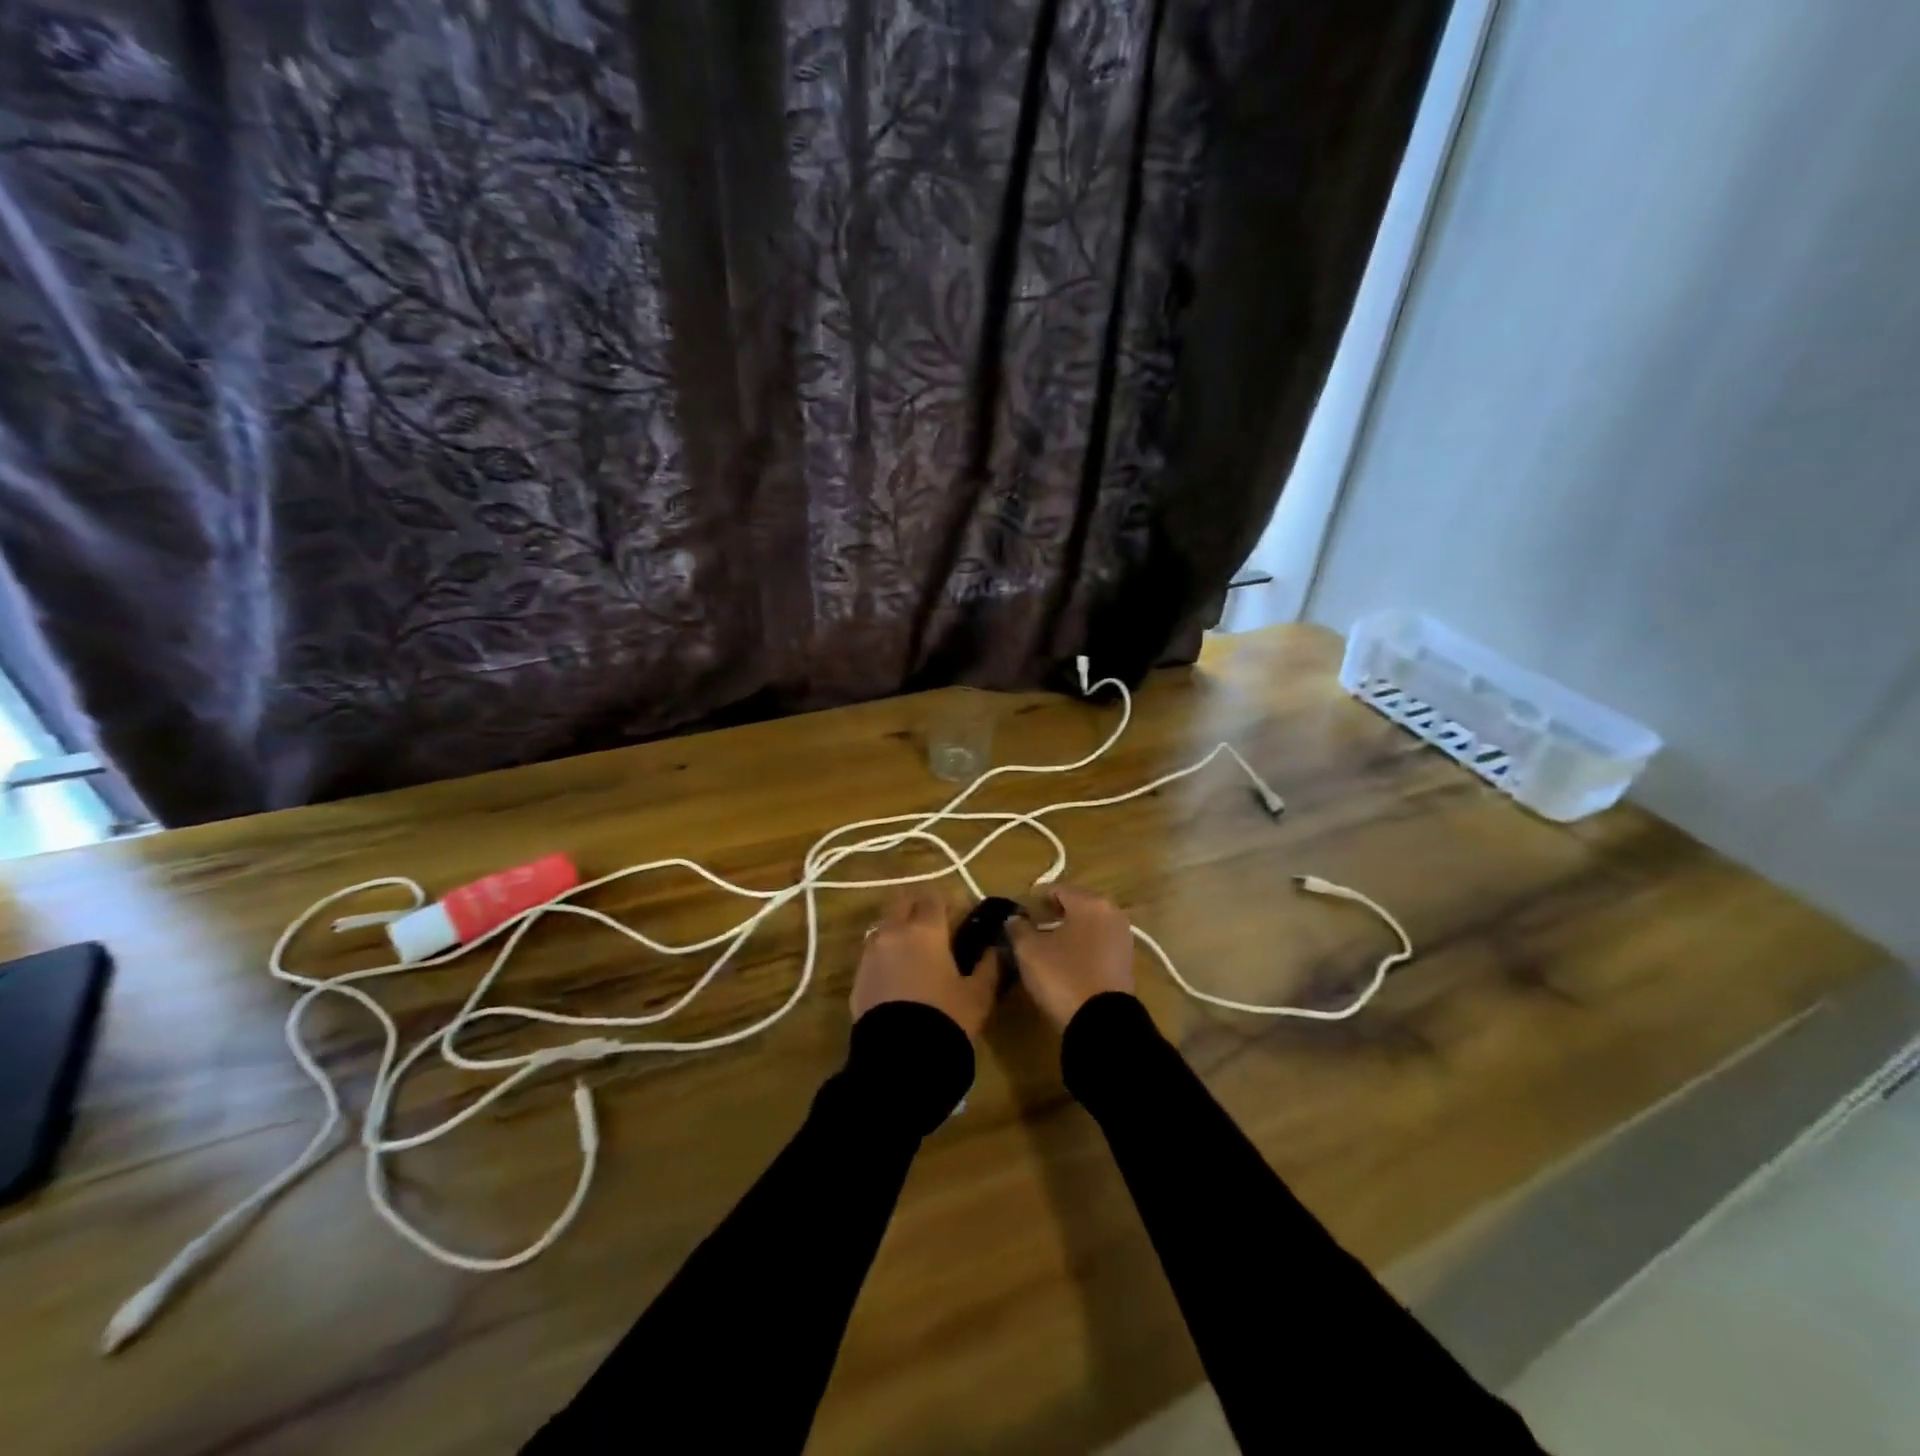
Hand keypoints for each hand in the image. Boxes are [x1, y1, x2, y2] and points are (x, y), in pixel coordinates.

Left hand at [851, 891, 997, 1038]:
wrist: (900, 1058)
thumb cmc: (946, 1018)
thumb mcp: (978, 994)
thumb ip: (988, 965)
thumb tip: (994, 949)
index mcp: (925, 930)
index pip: (933, 897)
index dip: (947, 904)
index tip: (959, 918)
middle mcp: (893, 932)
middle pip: (901, 903)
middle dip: (917, 909)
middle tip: (935, 930)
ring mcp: (870, 954)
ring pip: (884, 927)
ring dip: (898, 932)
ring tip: (915, 955)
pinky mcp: (857, 978)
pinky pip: (873, 955)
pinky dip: (885, 957)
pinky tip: (898, 978)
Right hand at [1006, 884, 1135, 1030]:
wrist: (1101, 1022)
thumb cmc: (1063, 975)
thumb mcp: (1029, 951)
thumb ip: (1018, 928)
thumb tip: (1014, 919)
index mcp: (1091, 902)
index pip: (1056, 890)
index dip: (1033, 901)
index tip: (1017, 917)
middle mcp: (1112, 913)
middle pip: (1075, 906)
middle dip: (1051, 916)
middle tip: (1029, 932)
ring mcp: (1123, 939)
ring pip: (1087, 927)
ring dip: (1067, 933)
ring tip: (1045, 950)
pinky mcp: (1126, 963)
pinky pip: (1097, 946)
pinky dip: (1081, 949)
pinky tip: (1064, 964)